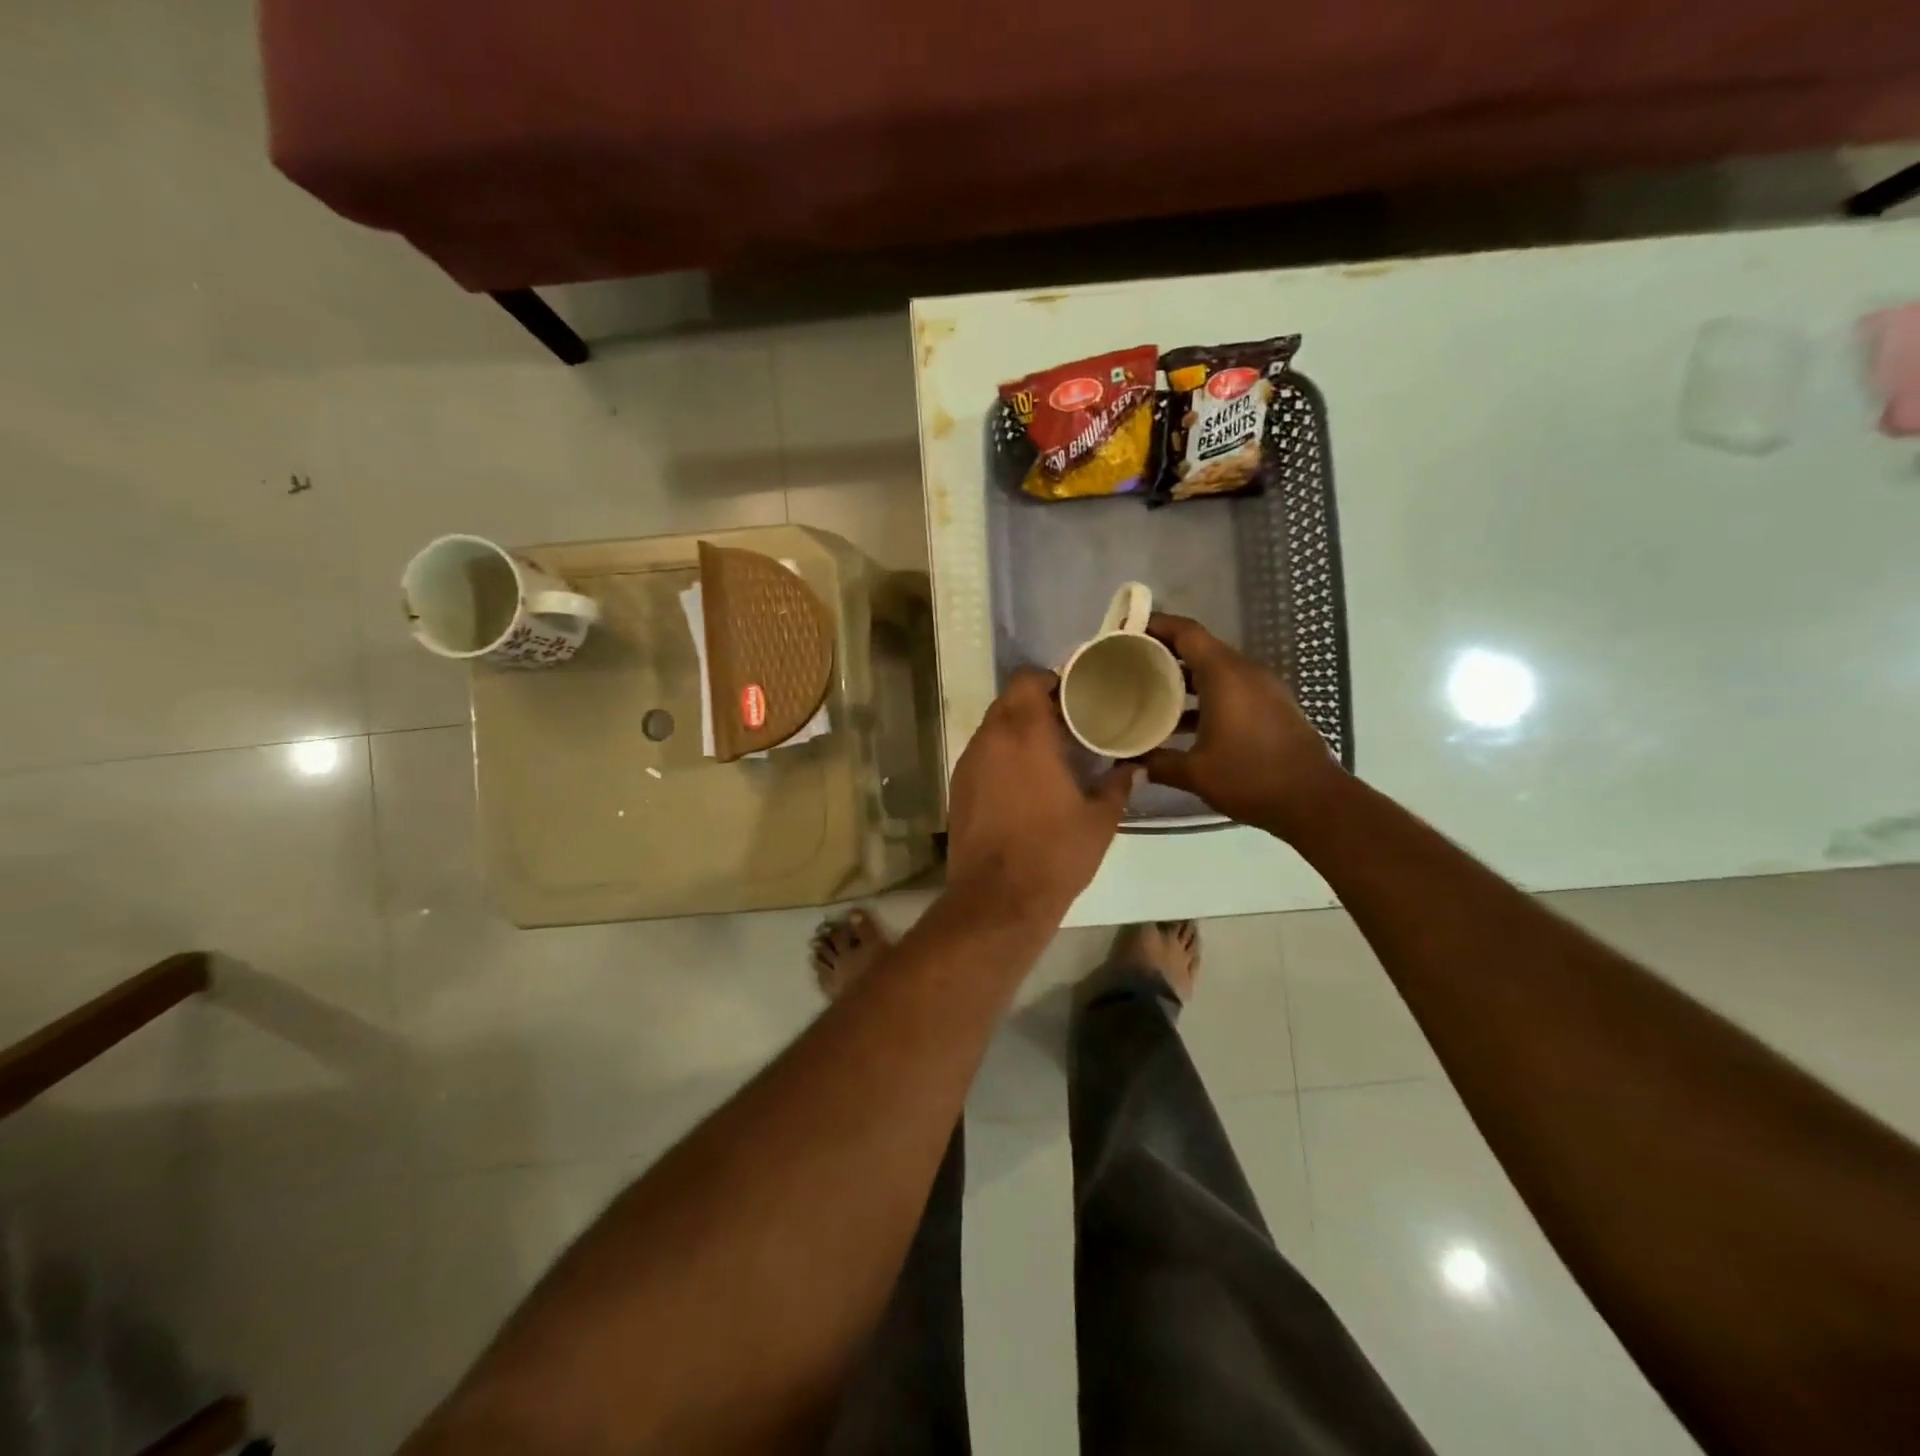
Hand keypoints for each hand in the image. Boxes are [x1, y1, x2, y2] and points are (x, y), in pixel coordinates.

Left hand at [946, 667, 1136, 921]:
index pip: (1027, 679)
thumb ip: (1118, 785)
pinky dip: (1001, 755)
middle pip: (1009, 701)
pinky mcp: (958, 788)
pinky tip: (1023, 781)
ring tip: (1048, 752)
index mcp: (1025, 733)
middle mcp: (990, 739)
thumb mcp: (1099, 820)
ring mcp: (968, 763)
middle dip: (1036, 705)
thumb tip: (1134, 767)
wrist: (998, 900)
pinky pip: (981, 755)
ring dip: (1017, 731)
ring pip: (992, 728)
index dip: (1050, 680)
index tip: (1074, 697)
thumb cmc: (1054, 853)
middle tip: (1067, 724)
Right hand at [1142, 613, 1345, 838]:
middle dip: (1166, 652)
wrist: (1314, 801)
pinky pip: (1233, 688)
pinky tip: (1185, 722)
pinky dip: (1207, 694)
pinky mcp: (1273, 706)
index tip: (1129, 630)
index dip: (1157, 624)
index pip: (1187, 633)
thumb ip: (1158, 763)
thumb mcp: (1196, 773)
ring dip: (1186, 677)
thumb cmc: (1250, 777)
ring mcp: (1264, 688)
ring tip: (1152, 693)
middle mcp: (1246, 672)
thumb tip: (1130, 764)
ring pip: (1217, 670)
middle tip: (1132, 664)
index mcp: (1225, 676)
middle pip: (1201, 648)